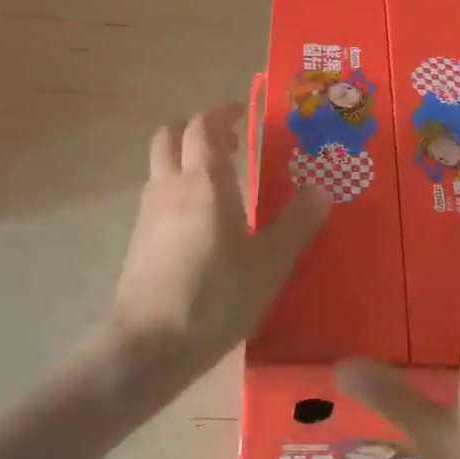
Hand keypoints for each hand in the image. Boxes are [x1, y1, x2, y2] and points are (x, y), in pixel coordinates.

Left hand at [110, 102, 329, 372]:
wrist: (149, 347)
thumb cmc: (217, 296)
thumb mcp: (270, 262)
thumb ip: (297, 223)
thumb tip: (321, 190)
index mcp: (204, 182)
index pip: (203, 127)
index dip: (221, 113)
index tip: (242, 111)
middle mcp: (170, 187)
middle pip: (170, 137)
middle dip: (196, 129)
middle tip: (229, 141)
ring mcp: (148, 214)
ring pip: (160, 166)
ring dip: (184, 158)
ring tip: (219, 179)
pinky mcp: (138, 241)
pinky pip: (157, 196)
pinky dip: (176, 188)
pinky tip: (200, 220)